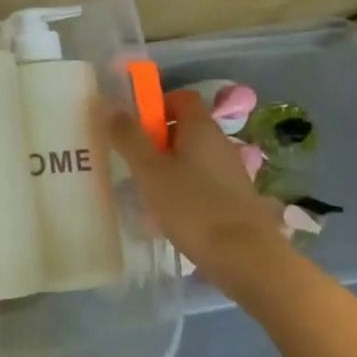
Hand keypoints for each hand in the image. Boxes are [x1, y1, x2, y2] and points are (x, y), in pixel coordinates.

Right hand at [96, 88, 282, 289]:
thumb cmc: (192, 207)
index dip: (156, 106)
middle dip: (156, 141)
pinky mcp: (234, 200)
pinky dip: (183, 191)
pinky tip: (169, 215)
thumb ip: (129, 138)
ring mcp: (231, 172)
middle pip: (185, 129)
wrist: (245, 258)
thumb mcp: (150, 171)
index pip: (181, 98)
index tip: (133, 128)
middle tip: (132, 163)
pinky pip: (202, 183)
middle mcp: (220, 143)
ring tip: (146, 193)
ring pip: (192, 158)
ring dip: (167, 168)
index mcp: (202, 129)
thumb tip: (111, 104)